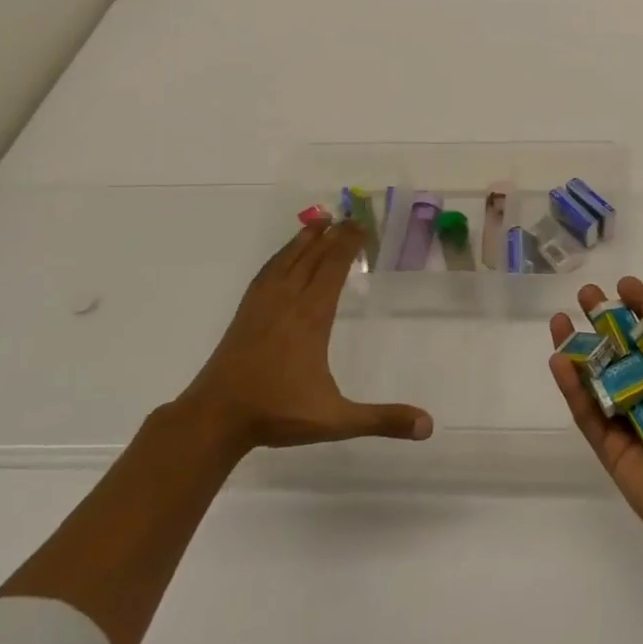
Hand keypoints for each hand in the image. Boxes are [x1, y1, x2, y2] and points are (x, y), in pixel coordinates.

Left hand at [179, 221, 433, 451]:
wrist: (213, 419)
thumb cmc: (277, 414)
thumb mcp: (336, 420)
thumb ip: (382, 419)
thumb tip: (428, 426)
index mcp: (311, 318)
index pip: (332, 270)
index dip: (347, 246)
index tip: (362, 226)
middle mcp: (287, 302)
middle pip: (312, 258)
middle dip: (333, 236)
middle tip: (350, 217)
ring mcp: (262, 306)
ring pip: (286, 261)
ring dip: (305, 239)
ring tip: (319, 221)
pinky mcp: (245, 315)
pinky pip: (266, 273)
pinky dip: (279, 256)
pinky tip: (282, 256)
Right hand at [549, 276, 642, 562]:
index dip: (639, 308)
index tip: (623, 285)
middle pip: (621, 350)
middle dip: (602, 321)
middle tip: (585, 294)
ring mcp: (628, 419)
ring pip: (597, 378)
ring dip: (579, 349)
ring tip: (559, 319)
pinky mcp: (608, 446)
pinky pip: (586, 412)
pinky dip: (572, 387)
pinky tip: (559, 359)